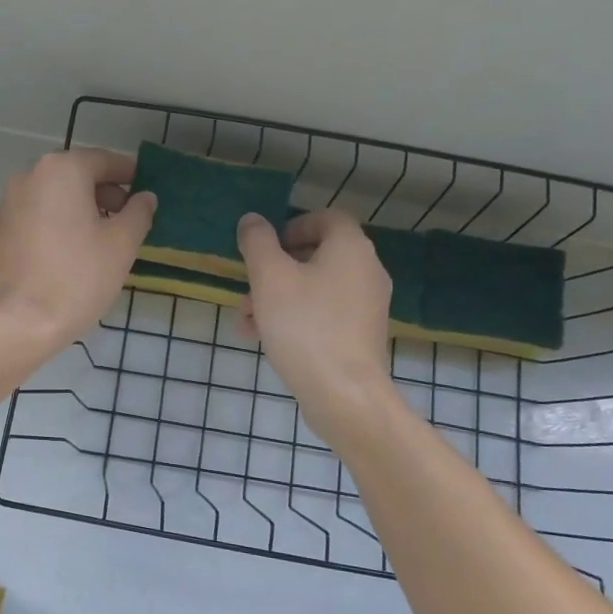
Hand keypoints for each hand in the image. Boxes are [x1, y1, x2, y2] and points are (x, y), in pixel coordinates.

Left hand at [0, 148, 156, 357]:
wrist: (18, 323)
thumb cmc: (77, 277)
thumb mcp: (121, 244)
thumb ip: (139, 212)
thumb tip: (145, 197)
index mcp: (61, 169)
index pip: (104, 160)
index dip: (130, 175)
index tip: (146, 192)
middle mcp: (29, 175)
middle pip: (77, 174)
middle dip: (105, 192)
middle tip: (128, 219)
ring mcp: (8, 202)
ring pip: (55, 195)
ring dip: (81, 208)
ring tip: (103, 239)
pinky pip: (38, 214)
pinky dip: (59, 222)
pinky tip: (73, 251)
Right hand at [238, 209, 393, 447]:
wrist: (344, 394)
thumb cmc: (305, 326)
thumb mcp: (270, 277)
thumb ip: (258, 242)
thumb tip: (253, 220)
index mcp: (350, 249)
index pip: (326, 218)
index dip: (293, 226)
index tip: (266, 247)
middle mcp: (366, 271)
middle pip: (316, 256)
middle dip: (274, 270)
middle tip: (247, 287)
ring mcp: (366, 306)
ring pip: (314, 289)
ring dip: (277, 297)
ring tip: (246, 320)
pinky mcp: (360, 336)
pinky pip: (323, 315)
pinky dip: (295, 318)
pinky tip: (263, 338)